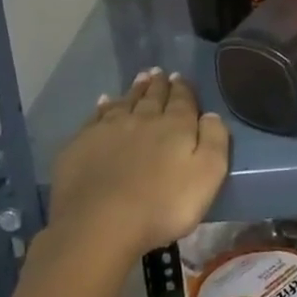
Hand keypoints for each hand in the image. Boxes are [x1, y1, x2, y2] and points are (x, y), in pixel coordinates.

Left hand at [46, 69, 229, 260]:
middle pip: (152, 97)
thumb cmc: (162, 206)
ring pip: (125, 102)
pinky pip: (97, 117)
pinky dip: (103, 106)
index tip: (180, 77)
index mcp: (175, 126)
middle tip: (159, 72)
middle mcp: (142, 119)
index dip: (183, 88)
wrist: (100, 223)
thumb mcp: (207, 176)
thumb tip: (211, 114)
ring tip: (140, 78)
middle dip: (158, 84)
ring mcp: (109, 129)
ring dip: (134, 90)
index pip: (182, 100)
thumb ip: (214, 141)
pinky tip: (104, 101)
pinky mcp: (82, 143)